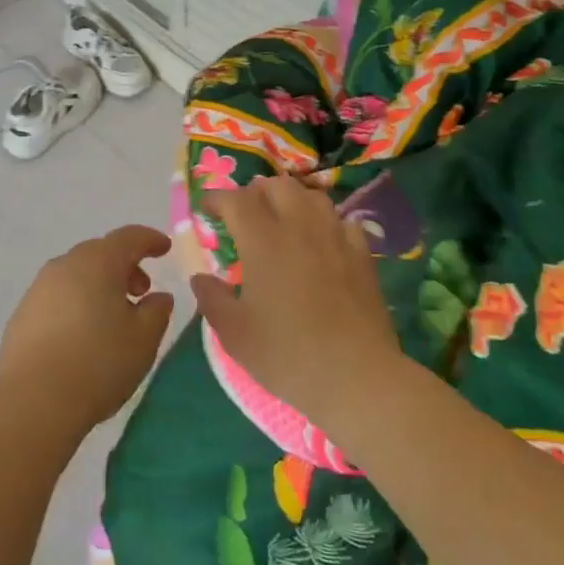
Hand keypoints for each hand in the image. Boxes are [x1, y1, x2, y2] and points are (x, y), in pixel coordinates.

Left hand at [0, 225, 175, 433]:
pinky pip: (58, 295)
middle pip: (100, 253)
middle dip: (124, 265)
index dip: (149, 240)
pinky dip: (77, 301)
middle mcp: (65, 265)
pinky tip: (83, 332)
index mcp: (97, 262)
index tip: (164, 248)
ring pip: (77, 274)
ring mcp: (39, 287)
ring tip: (114, 315)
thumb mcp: (143, 339)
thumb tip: (158, 296)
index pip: (128, 237)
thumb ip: (157, 311)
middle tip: (141, 290)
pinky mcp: (23, 312)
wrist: (34, 398)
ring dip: (99, 284)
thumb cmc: (99, 362)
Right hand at [192, 178, 404, 423]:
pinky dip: (326, 223)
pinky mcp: (363, 256)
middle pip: (277, 186)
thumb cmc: (287, 354)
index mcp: (263, 241)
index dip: (216, 198)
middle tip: (245, 215)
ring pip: (312, 197)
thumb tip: (200, 278)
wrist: (357, 377)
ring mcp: (336, 238)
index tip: (206, 209)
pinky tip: (322, 241)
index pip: (235, 200)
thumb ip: (212, 299)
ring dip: (292, 200)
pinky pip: (343, 222)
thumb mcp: (234, 333)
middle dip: (255, 193)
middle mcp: (299, 228)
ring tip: (282, 221)